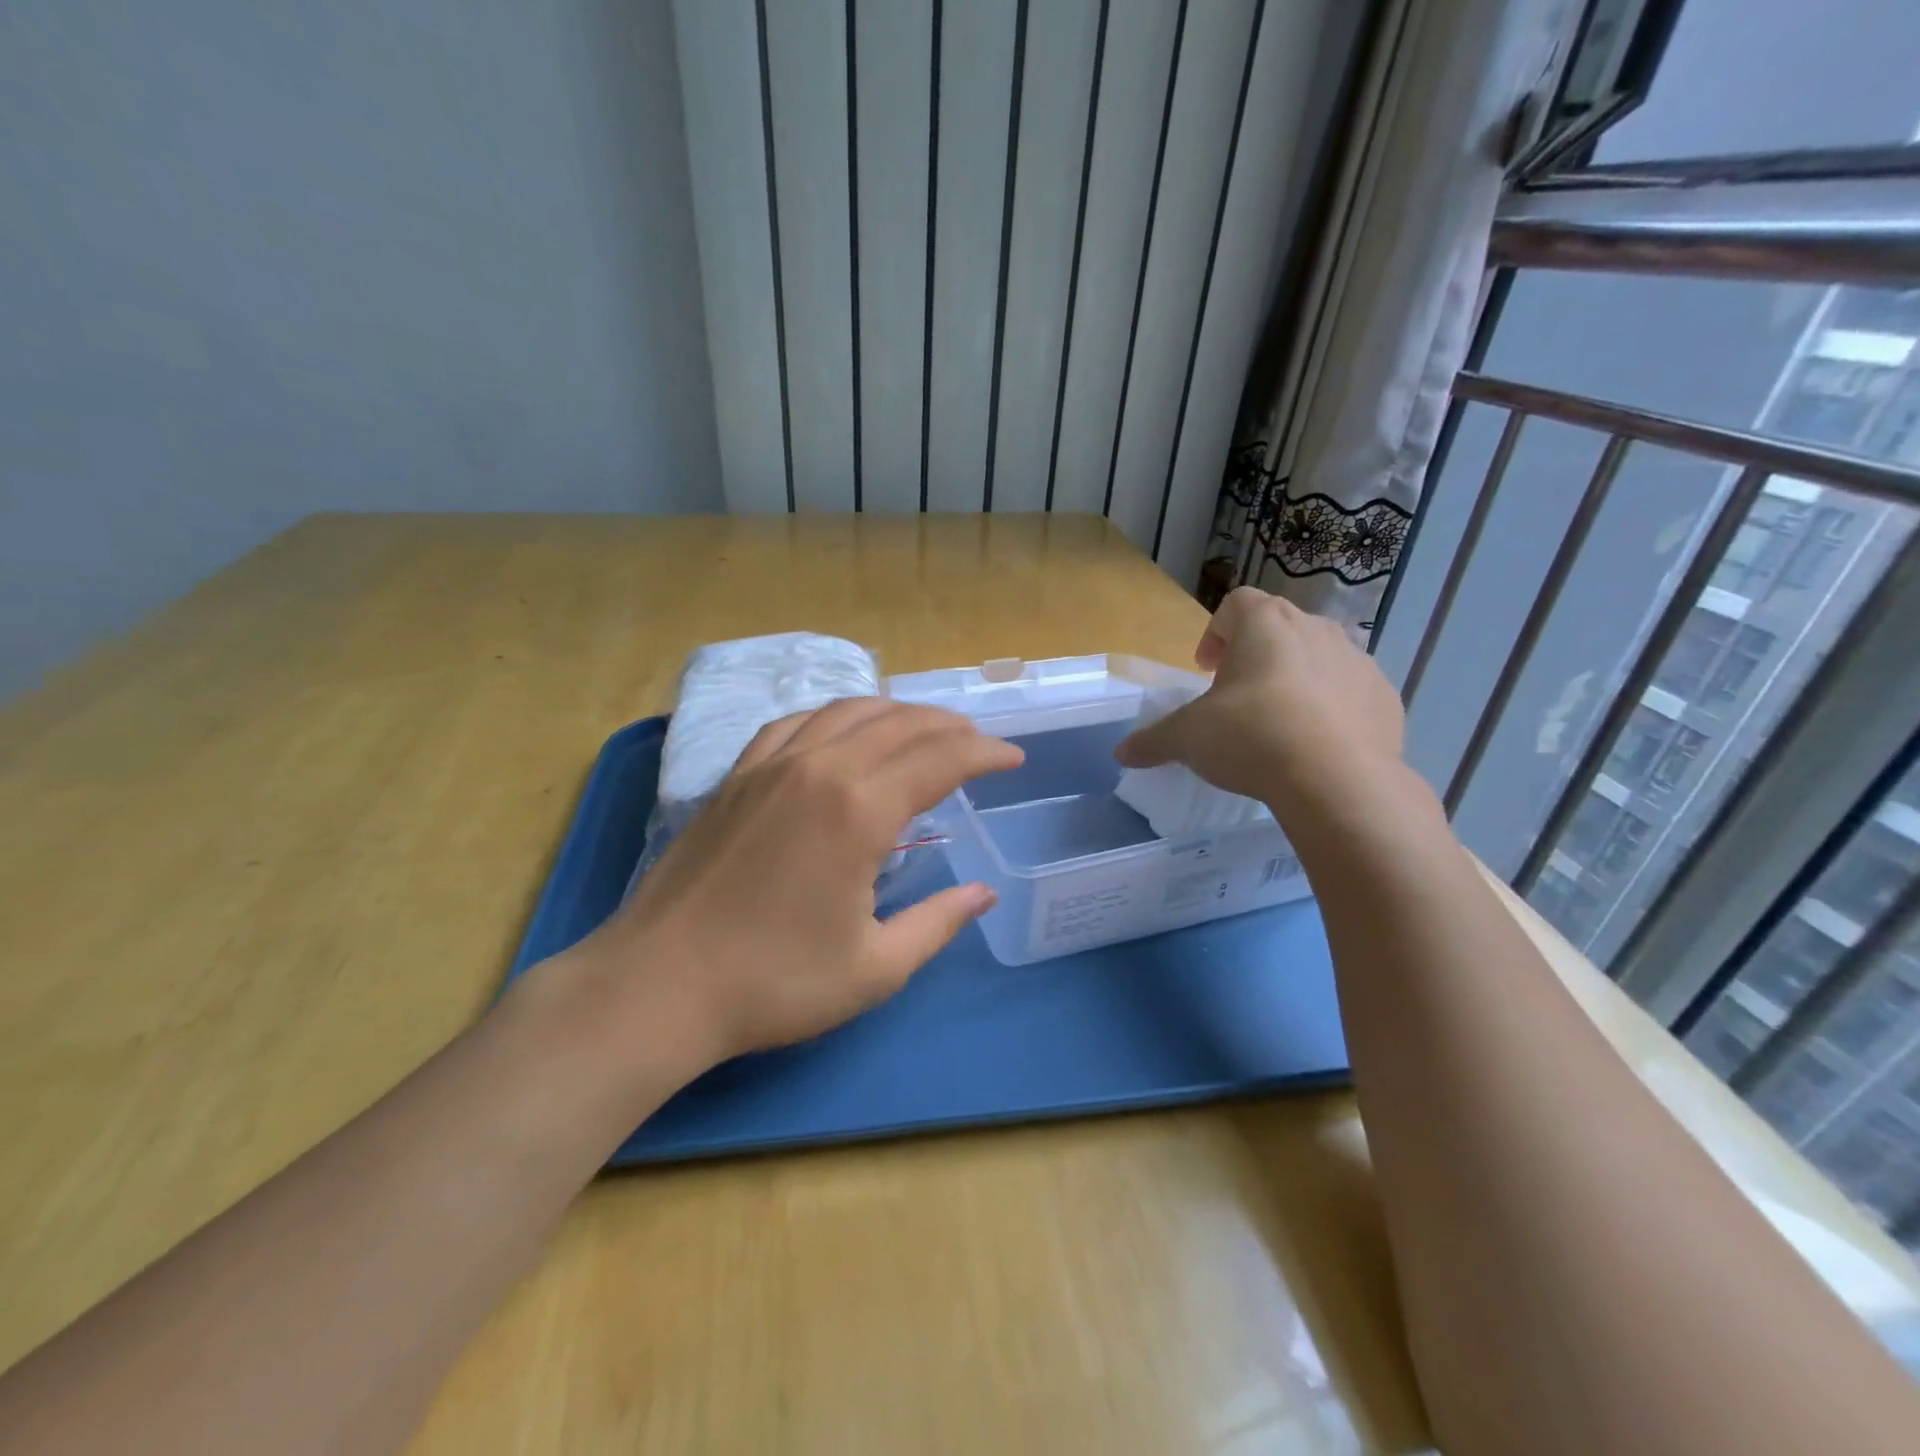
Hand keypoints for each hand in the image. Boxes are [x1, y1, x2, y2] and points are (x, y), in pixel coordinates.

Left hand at [573, 699, 1022, 1074]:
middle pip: (900, 724)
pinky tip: (843, 732)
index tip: (1013, 759)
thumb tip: (983, 893)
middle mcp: (820, 768)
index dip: (985, 754)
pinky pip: (797, 722)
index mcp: (860, 810)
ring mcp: (772, 764)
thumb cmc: (774, 983)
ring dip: (897, 713)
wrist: (658, 984)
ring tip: (924, 729)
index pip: (941, 760)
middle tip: (978, 743)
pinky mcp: (737, 774)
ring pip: (848, 712)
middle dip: (949, 727)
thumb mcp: (875, 968)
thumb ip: (938, 923)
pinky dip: (835, 716)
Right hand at [1115, 587, 1404, 820]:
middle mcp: (1316, 629)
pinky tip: (1316, 746)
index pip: (1236, 604)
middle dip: (1256, 657)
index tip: (1206, 671)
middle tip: (1237, 698)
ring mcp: (1359, 661)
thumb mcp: (1188, 739)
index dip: (1215, 633)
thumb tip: (1121, 753)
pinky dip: (1332, 709)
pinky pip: (1350, 693)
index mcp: (1266, 624)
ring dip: (1295, 680)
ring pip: (1319, 658)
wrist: (1338, 781)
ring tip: (1279, 724)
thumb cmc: (1251, 737)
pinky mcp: (1386, 697)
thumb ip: (1153, 740)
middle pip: (1279, 628)